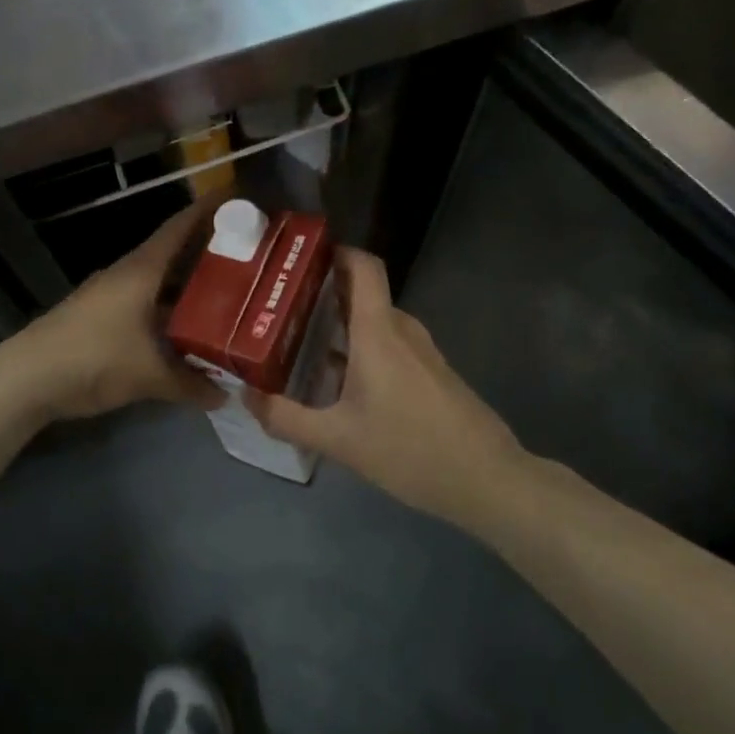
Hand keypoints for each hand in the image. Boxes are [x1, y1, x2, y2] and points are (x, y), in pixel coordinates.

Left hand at [0, 199, 227, 422]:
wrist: (27, 378)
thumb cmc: (93, 358)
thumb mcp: (148, 374)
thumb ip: (190, 383)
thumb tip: (225, 396)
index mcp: (141, 271)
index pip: (179, 228)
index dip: (208, 211)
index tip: (238, 198)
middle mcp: (128, 275)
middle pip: (174, 255)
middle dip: (209, 254)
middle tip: (249, 258)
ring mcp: (111, 296)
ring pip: (160, 283)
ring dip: (189, 288)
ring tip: (228, 295)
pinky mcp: (101, 318)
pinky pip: (146, 306)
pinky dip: (169, 313)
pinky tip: (187, 332)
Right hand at [248, 249, 528, 532]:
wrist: (488, 481)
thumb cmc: (410, 450)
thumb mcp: (338, 440)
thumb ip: (287, 418)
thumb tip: (247, 396)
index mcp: (379, 332)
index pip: (364, 267)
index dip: (336, 252)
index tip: (300, 260)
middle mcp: (402, 331)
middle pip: (361, 295)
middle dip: (322, 297)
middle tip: (279, 310)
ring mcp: (422, 352)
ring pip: (375, 324)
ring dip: (340, 327)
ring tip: (299, 345)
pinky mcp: (433, 374)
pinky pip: (390, 346)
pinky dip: (361, 350)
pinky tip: (338, 384)